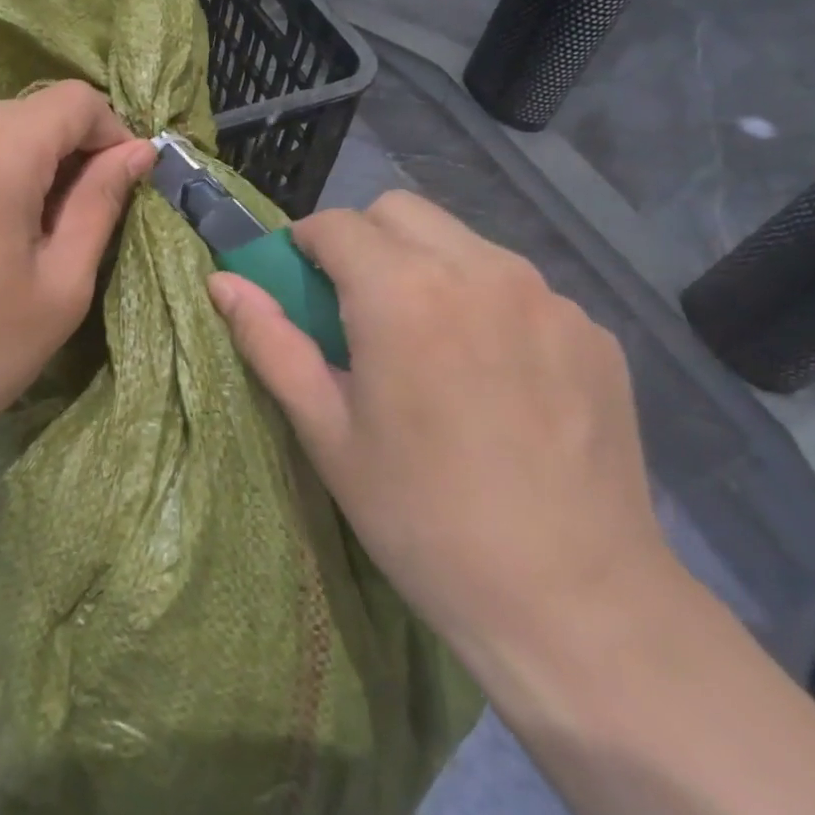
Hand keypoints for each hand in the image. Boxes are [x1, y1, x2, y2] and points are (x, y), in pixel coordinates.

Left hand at [0, 81, 153, 456]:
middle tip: (81, 218)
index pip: (75, 100)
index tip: (122, 185)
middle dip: (71, 150)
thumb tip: (138, 151)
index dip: (111, 134)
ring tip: (35, 230)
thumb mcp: (60, 284)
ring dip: (32, 162)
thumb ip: (101, 203)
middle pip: (35, 111)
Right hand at [208, 190, 669, 654]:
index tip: (301, 288)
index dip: (305, 247)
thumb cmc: (422, 518)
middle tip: (356, 312)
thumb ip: (270, 342)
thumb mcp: (327, 431)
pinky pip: (518, 286)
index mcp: (402, 293)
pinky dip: (484, 303)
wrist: (574, 603)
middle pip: (400, 211)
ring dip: (424, 266)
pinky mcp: (593, 330)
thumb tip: (221, 283)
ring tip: (427, 346)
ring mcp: (547, 296)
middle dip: (364, 241)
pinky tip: (492, 377)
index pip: (336, 224)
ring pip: (461, 241)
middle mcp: (479, 270)